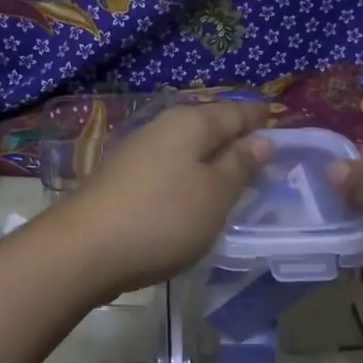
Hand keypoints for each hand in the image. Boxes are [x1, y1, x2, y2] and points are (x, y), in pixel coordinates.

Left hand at [59, 101, 271, 295]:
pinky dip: (187, 174)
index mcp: (190, 123)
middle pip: (206, 124)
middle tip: (261, 146)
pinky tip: (192, 191)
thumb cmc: (162, 218)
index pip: (234, 112)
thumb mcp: (214, 195)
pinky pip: (167, 167)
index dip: (257, 116)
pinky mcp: (121, 180)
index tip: (277, 117)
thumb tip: (261, 139)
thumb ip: (239, 165)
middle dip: (233, 133)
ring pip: (185, 146)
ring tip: (233, 171)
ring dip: (209, 155)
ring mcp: (136, 153)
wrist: (85, 250)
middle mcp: (161, 128)